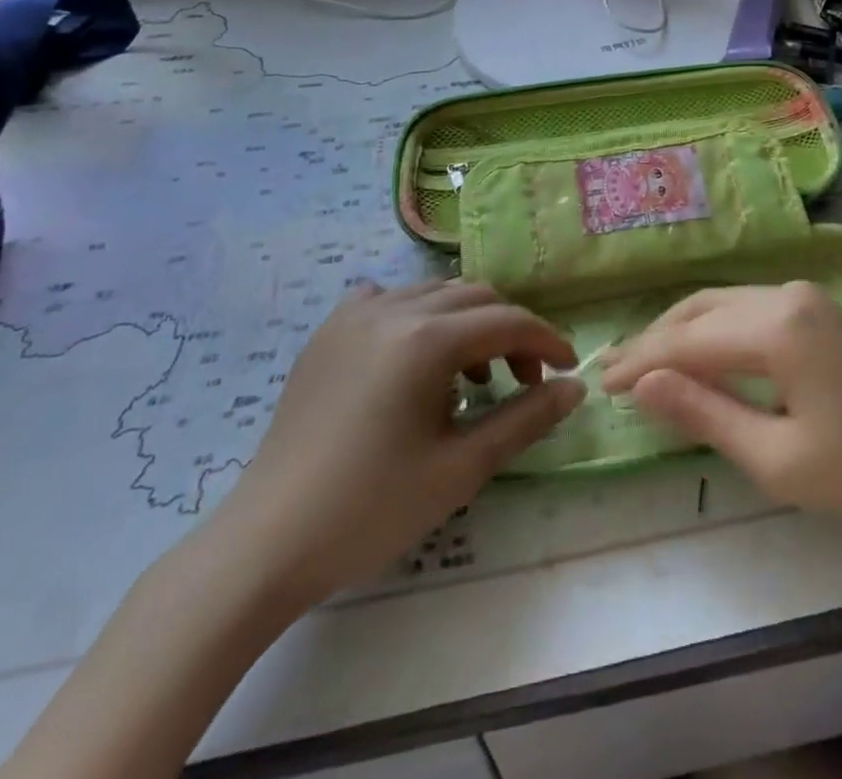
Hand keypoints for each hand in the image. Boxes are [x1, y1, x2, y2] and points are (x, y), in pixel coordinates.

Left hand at [211, 280, 581, 604]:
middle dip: (510, 333)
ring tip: (471, 381)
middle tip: (522, 383)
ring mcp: (354, 316)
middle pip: (475, 299)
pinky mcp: (328, 333)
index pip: (507, 321)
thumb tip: (575, 388)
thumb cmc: (370, 510)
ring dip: (467, 326)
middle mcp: (393, 309)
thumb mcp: (461, 469)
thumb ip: (526, 419)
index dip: (546, 341)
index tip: (567, 370)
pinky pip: (387, 301)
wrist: (265, 545)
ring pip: (434, 296)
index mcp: (426, 339)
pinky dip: (416, 317)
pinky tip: (413, 356)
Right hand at [600, 281, 841, 535]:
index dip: (641, 363)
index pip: (686, 340)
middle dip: (653, 340)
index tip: (599, 384)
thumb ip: (705, 414)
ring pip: (720, 303)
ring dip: (679, 331)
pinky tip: (693, 353)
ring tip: (641, 362)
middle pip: (699, 310)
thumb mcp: (777, 459)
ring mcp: (802, 295)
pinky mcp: (813, 307)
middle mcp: (784, 294)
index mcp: (776, 328)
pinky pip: (745, 308)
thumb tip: (644, 384)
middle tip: (610, 371)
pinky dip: (710, 329)